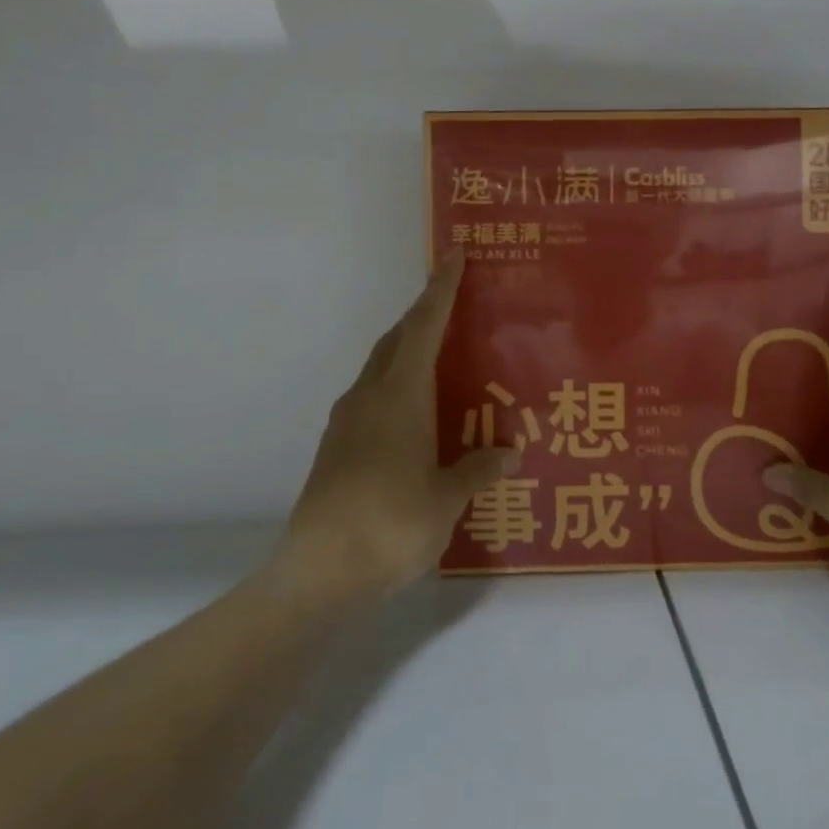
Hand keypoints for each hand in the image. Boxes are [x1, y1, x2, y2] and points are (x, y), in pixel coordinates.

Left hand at [281, 251, 517, 599]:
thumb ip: (478, 469)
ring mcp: (346, 421)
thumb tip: (510, 453)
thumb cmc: (391, 524)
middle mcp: (370, 396)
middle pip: (397, 338)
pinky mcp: (335, 446)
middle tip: (454, 304)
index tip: (453, 256)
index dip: (441, 289)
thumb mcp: (447, 498)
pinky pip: (371, 396)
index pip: (424, 326)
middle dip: (423, 315)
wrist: (318, 572)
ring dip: (407, 349)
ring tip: (440, 358)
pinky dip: (396, 385)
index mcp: (401, 395)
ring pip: (380, 366)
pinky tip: (414, 413)